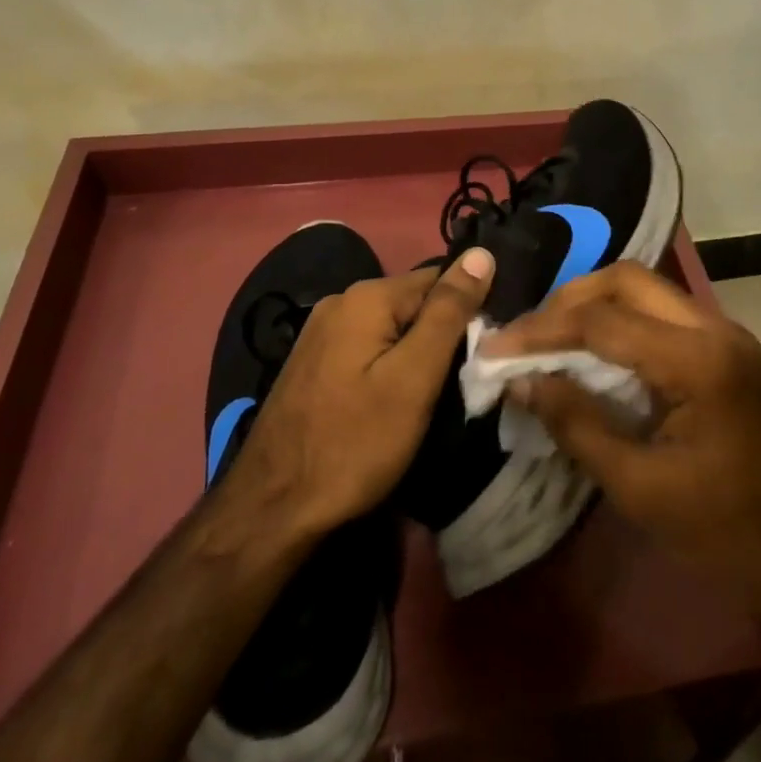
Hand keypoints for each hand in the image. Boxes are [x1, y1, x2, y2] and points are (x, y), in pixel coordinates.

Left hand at [222, 248, 493, 540]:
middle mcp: (340, 302)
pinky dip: (390, 366)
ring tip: (436, 394)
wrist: (272, 509)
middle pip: (413, 303)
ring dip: (417, 352)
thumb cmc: (355, 442)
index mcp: (367, 296)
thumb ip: (449, 312)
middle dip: (443, 333)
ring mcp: (320, 333)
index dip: (470, 310)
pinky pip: (368, 348)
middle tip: (465, 380)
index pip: (440, 278)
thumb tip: (481, 252)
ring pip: (391, 328)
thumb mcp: (415, 376)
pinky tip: (396, 400)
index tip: (488, 350)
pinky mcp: (313, 364)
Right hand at [488, 261, 760, 641]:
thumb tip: (522, 381)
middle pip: (627, 281)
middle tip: (526, 335)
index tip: (496, 348)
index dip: (541, 330)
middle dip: (568, 300)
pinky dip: (620, 323)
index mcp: (698, 360)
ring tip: (548, 338)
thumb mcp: (641, 488)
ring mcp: (725, 335)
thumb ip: (577, 424)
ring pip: (646, 291)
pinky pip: (662, 315)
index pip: (603, 321)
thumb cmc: (729, 535)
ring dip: (594, 306)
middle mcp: (715, 327)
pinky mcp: (726, 351)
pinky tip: (592, 352)